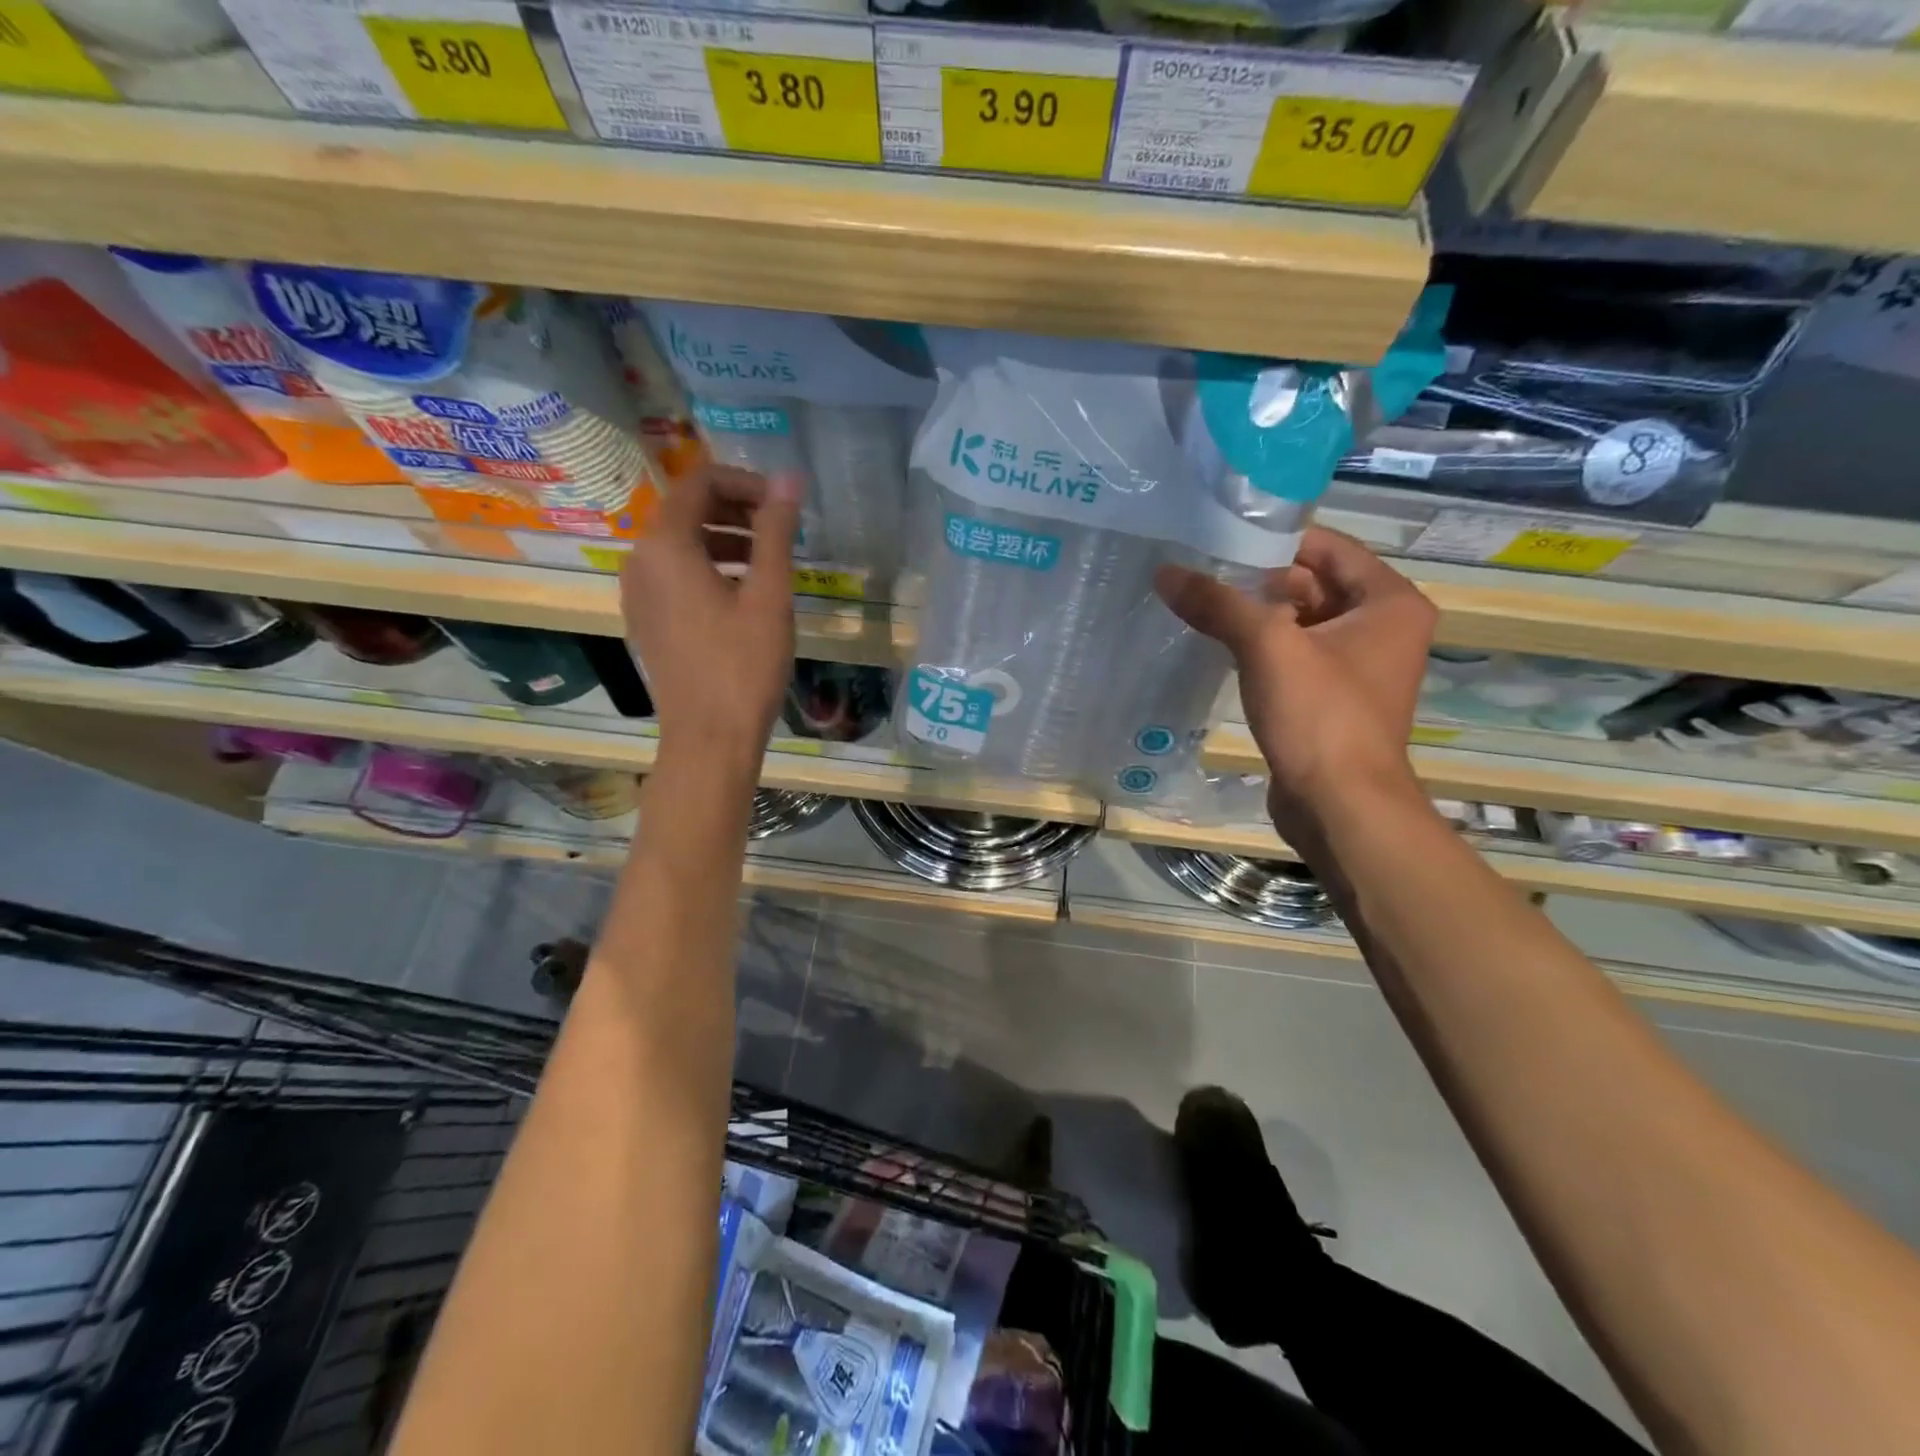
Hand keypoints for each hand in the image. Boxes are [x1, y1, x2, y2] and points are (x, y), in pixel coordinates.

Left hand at [619, 463, 800, 769]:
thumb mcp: (769, 595)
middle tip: (782, 530)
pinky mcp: (646, 621)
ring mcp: (638, 594)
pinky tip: (744, 595)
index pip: (701, 482)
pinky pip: (674, 576)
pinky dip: (708, 569)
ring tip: (770, 562)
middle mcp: (640, 561)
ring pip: (681, 545)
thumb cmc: (743, 666)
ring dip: (725, 540)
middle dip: (737, 510)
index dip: (746, 483)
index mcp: (665, 546)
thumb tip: (789, 479)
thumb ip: (776, 532)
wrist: (708, 739)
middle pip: (687, 510)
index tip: (784, 504)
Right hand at [1156, 527, 1433, 838]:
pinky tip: (1219, 647)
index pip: (1327, 547)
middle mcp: (1383, 628)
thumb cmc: (1320, 716)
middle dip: (1257, 581)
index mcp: (1388, 601)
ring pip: (1301, 622)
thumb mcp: (1266, 647)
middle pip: (1312, 584)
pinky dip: (1263, 650)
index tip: (1220, 540)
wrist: (1341, 807)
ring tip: (1199, 606)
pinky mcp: (1334, 699)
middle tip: (1199, 574)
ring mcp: (1359, 666)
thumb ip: (1217, 603)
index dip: (1274, 540)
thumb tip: (1165, 572)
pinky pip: (1296, 657)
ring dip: (1255, 617)